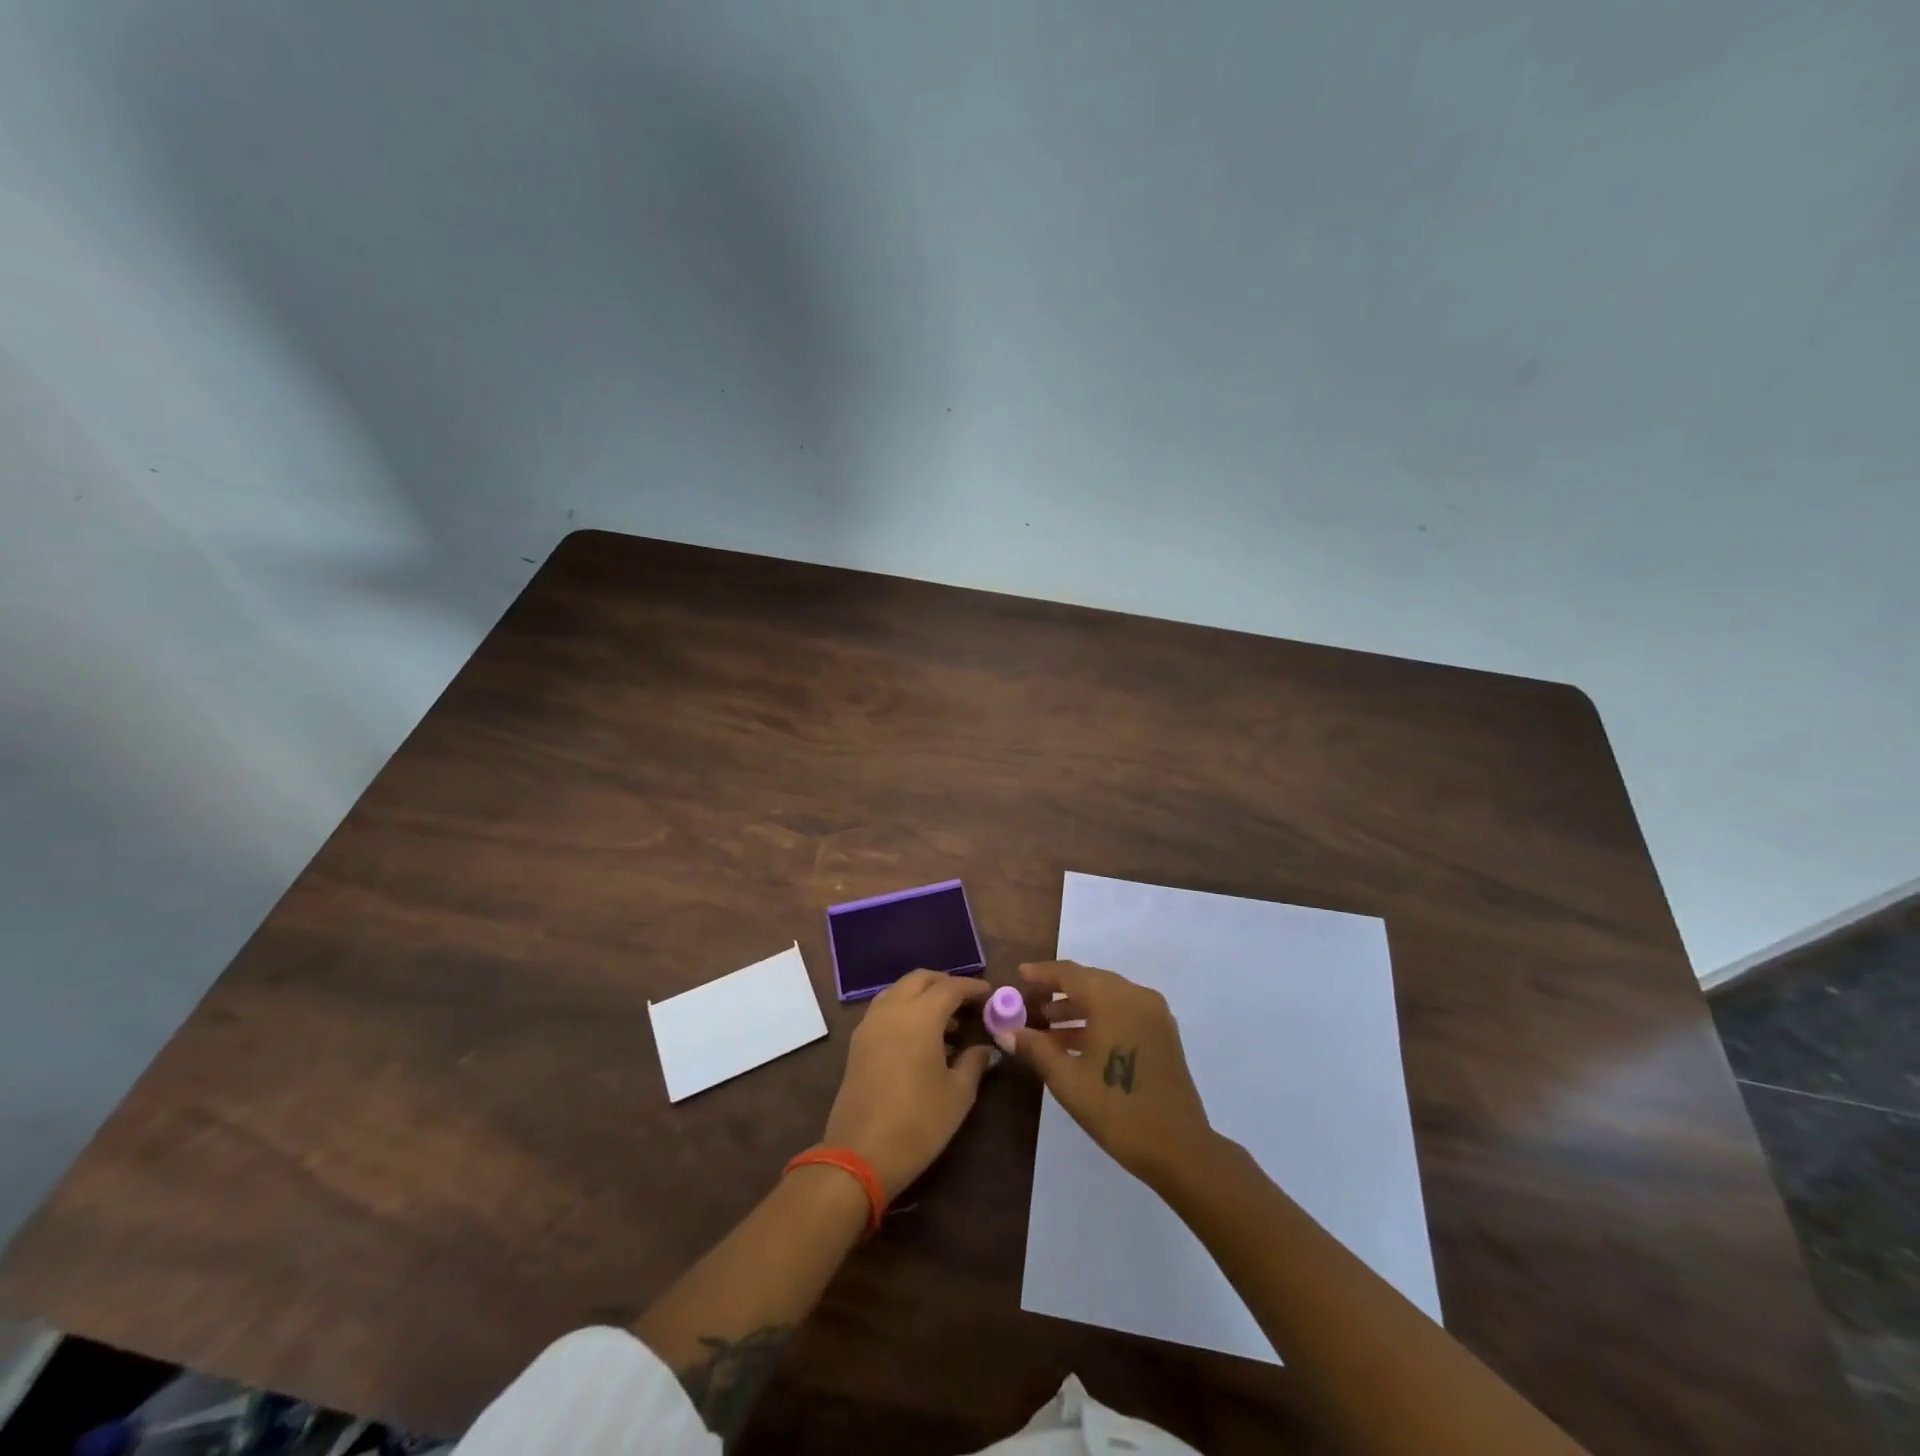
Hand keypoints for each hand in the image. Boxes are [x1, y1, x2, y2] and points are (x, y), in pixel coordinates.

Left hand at [821, 970, 995, 1200]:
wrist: (860, 1155)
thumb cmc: (918, 1123)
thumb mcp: (958, 1095)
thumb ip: (974, 1063)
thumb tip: (986, 1049)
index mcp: (920, 1016)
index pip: (950, 987)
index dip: (971, 987)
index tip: (989, 994)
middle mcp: (892, 1010)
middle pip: (920, 979)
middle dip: (945, 983)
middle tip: (966, 1002)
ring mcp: (870, 1023)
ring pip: (898, 990)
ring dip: (922, 994)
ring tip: (945, 1021)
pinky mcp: (858, 1041)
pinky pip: (884, 1008)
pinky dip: (904, 1008)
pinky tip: (918, 1035)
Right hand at [1003, 960, 1214, 1187]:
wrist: (1180, 1148)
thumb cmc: (1117, 1110)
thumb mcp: (1068, 1080)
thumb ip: (1036, 1048)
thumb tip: (1006, 1031)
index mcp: (1113, 1000)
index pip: (1070, 973)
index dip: (1042, 973)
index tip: (1019, 974)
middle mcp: (1136, 996)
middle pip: (1090, 981)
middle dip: (1059, 990)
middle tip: (1030, 1002)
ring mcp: (1154, 1014)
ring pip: (1107, 997)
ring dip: (1078, 1007)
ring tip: (1047, 1025)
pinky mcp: (1163, 1033)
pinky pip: (1123, 1012)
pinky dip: (1099, 1019)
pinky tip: (1076, 1041)